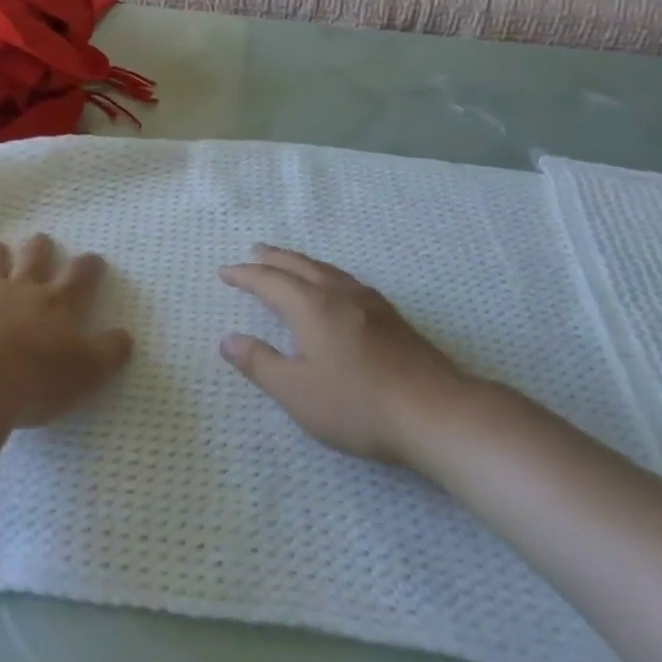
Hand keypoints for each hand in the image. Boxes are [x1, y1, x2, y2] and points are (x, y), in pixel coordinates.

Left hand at [0, 235, 132, 427]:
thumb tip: (126, 336)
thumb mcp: (88, 372)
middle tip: (41, 242)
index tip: (94, 259)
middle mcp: (23, 288)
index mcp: (58, 303)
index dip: (89, 266)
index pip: (81, 275)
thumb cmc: (38, 378)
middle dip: (40, 247)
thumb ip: (110, 352)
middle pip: (34, 256)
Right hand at [219, 245, 473, 464]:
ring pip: (328, 270)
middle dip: (274, 258)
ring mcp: (370, 303)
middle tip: (255, 250)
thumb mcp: (296, 392)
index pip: (269, 281)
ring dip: (302, 263)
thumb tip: (228, 339)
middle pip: (300, 266)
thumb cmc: (357, 404)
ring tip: (290, 263)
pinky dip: (327, 275)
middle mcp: (339, 294)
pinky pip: (347, 281)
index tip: (225, 272)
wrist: (436, 411)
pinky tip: (336, 289)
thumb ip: (259, 363)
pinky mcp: (392, 318)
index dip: (245, 275)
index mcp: (312, 307)